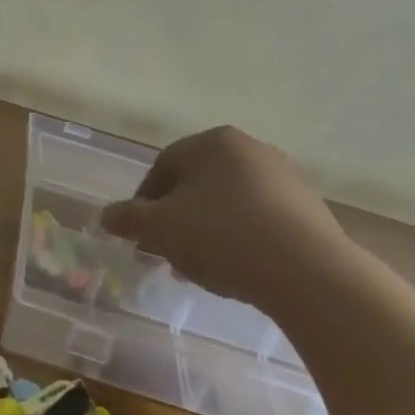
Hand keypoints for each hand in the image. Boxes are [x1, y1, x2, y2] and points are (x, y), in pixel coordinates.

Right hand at [99, 126, 354, 312]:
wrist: (309, 272)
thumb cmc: (223, 236)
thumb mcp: (161, 228)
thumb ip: (129, 219)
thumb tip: (106, 216)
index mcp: (214, 142)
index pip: (164, 166)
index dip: (143, 201)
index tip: (138, 234)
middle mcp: (251, 149)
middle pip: (196, 184)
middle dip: (175, 219)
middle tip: (164, 252)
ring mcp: (284, 178)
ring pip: (226, 203)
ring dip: (204, 232)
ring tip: (196, 267)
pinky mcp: (307, 208)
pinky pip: (257, 219)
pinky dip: (237, 239)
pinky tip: (233, 269)